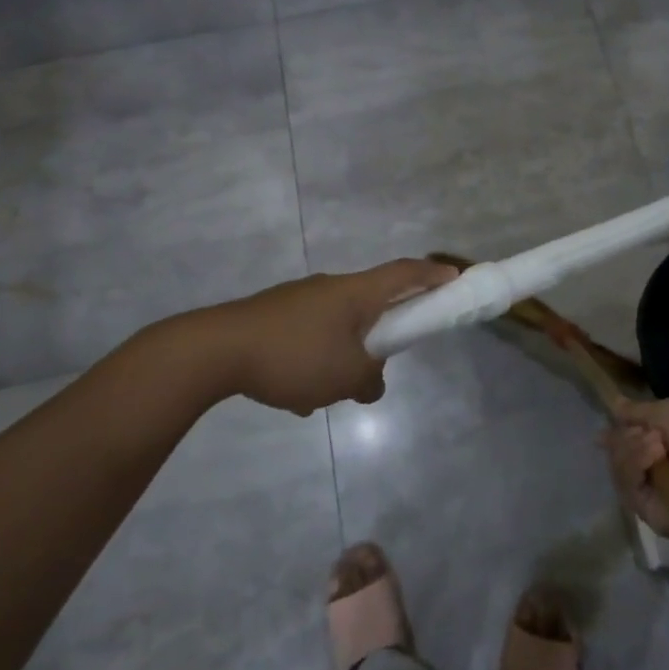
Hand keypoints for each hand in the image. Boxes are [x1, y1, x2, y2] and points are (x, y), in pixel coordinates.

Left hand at [205, 259, 458, 414]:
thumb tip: (372, 380)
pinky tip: (294, 396)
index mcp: (355, 293)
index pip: (405, 274)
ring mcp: (298, 299)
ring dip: (341, 355)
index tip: (453, 277)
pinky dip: (313, 360)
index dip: (432, 276)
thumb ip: (370, 379)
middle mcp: (330, 288)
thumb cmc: (294, 356)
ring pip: (336, 325)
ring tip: (324, 394)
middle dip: (380, 332)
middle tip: (380, 360)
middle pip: (370, 302)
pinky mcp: (273, 315)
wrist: (214, 350)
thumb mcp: (344, 377)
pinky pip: (308, 335)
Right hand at [605, 397, 668, 532]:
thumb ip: (636, 411)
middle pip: (617, 454)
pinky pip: (627, 487)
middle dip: (626, 439)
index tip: (603, 432)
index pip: (626, 442)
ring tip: (656, 445)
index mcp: (660, 446)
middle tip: (645, 434)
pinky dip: (635, 467)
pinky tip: (653, 456)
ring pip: (619, 469)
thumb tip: (613, 404)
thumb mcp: (666, 411)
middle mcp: (652, 471)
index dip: (615, 436)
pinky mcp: (648, 513)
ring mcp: (650, 493)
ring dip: (632, 450)